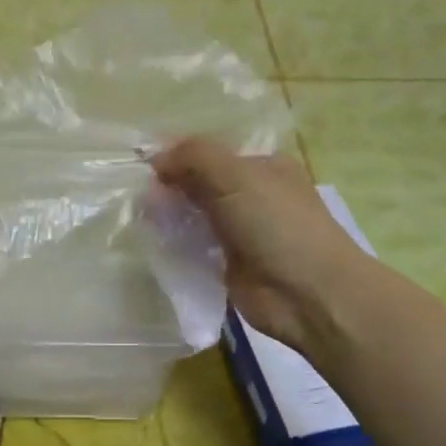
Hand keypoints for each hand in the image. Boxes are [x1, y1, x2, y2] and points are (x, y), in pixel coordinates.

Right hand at [153, 137, 369, 352]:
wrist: (308, 293)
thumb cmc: (278, 224)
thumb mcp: (236, 176)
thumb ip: (194, 158)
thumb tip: (155, 158)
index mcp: (262, 167)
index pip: (212, 152)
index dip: (178, 154)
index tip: (142, 163)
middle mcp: (252, 195)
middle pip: (200, 183)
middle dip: (170, 186)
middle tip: (137, 194)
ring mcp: (240, 232)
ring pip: (194, 215)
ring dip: (169, 216)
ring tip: (139, 217)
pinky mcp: (228, 264)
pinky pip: (193, 247)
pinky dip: (174, 244)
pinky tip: (153, 242)